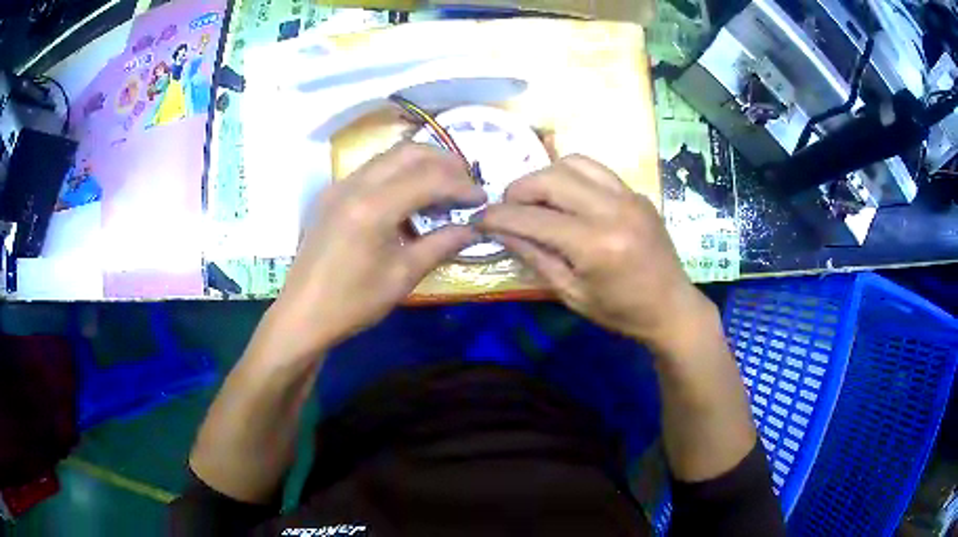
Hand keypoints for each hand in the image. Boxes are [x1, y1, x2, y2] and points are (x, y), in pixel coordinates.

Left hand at [269, 143, 485, 356]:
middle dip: (444, 162)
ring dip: (421, 164)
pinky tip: (409, 197)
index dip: (461, 185)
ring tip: (443, 187)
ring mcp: (339, 185)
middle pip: (409, 152)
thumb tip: (474, 228)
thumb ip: (441, 245)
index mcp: (373, 207)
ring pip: (389, 155)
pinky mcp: (332, 194)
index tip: (482, 199)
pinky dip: (398, 173)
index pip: (429, 178)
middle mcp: (354, 184)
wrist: (303, 314)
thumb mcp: (403, 276)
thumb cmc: (353, 302)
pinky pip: (372, 169)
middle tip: (465, 184)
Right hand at [476, 155, 716, 356]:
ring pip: (572, 163)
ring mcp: (628, 196)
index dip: (498, 217)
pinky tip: (565, 194)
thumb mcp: (571, 294)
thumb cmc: (620, 311)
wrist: (671, 306)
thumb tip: (500, 231)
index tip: (479, 220)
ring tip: (534, 197)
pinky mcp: (636, 192)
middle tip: (506, 206)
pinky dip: (571, 175)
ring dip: (544, 175)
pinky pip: (596, 169)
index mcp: (594, 245)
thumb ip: (534, 257)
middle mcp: (612, 210)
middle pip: (550, 179)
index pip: (532, 219)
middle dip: (518, 189)